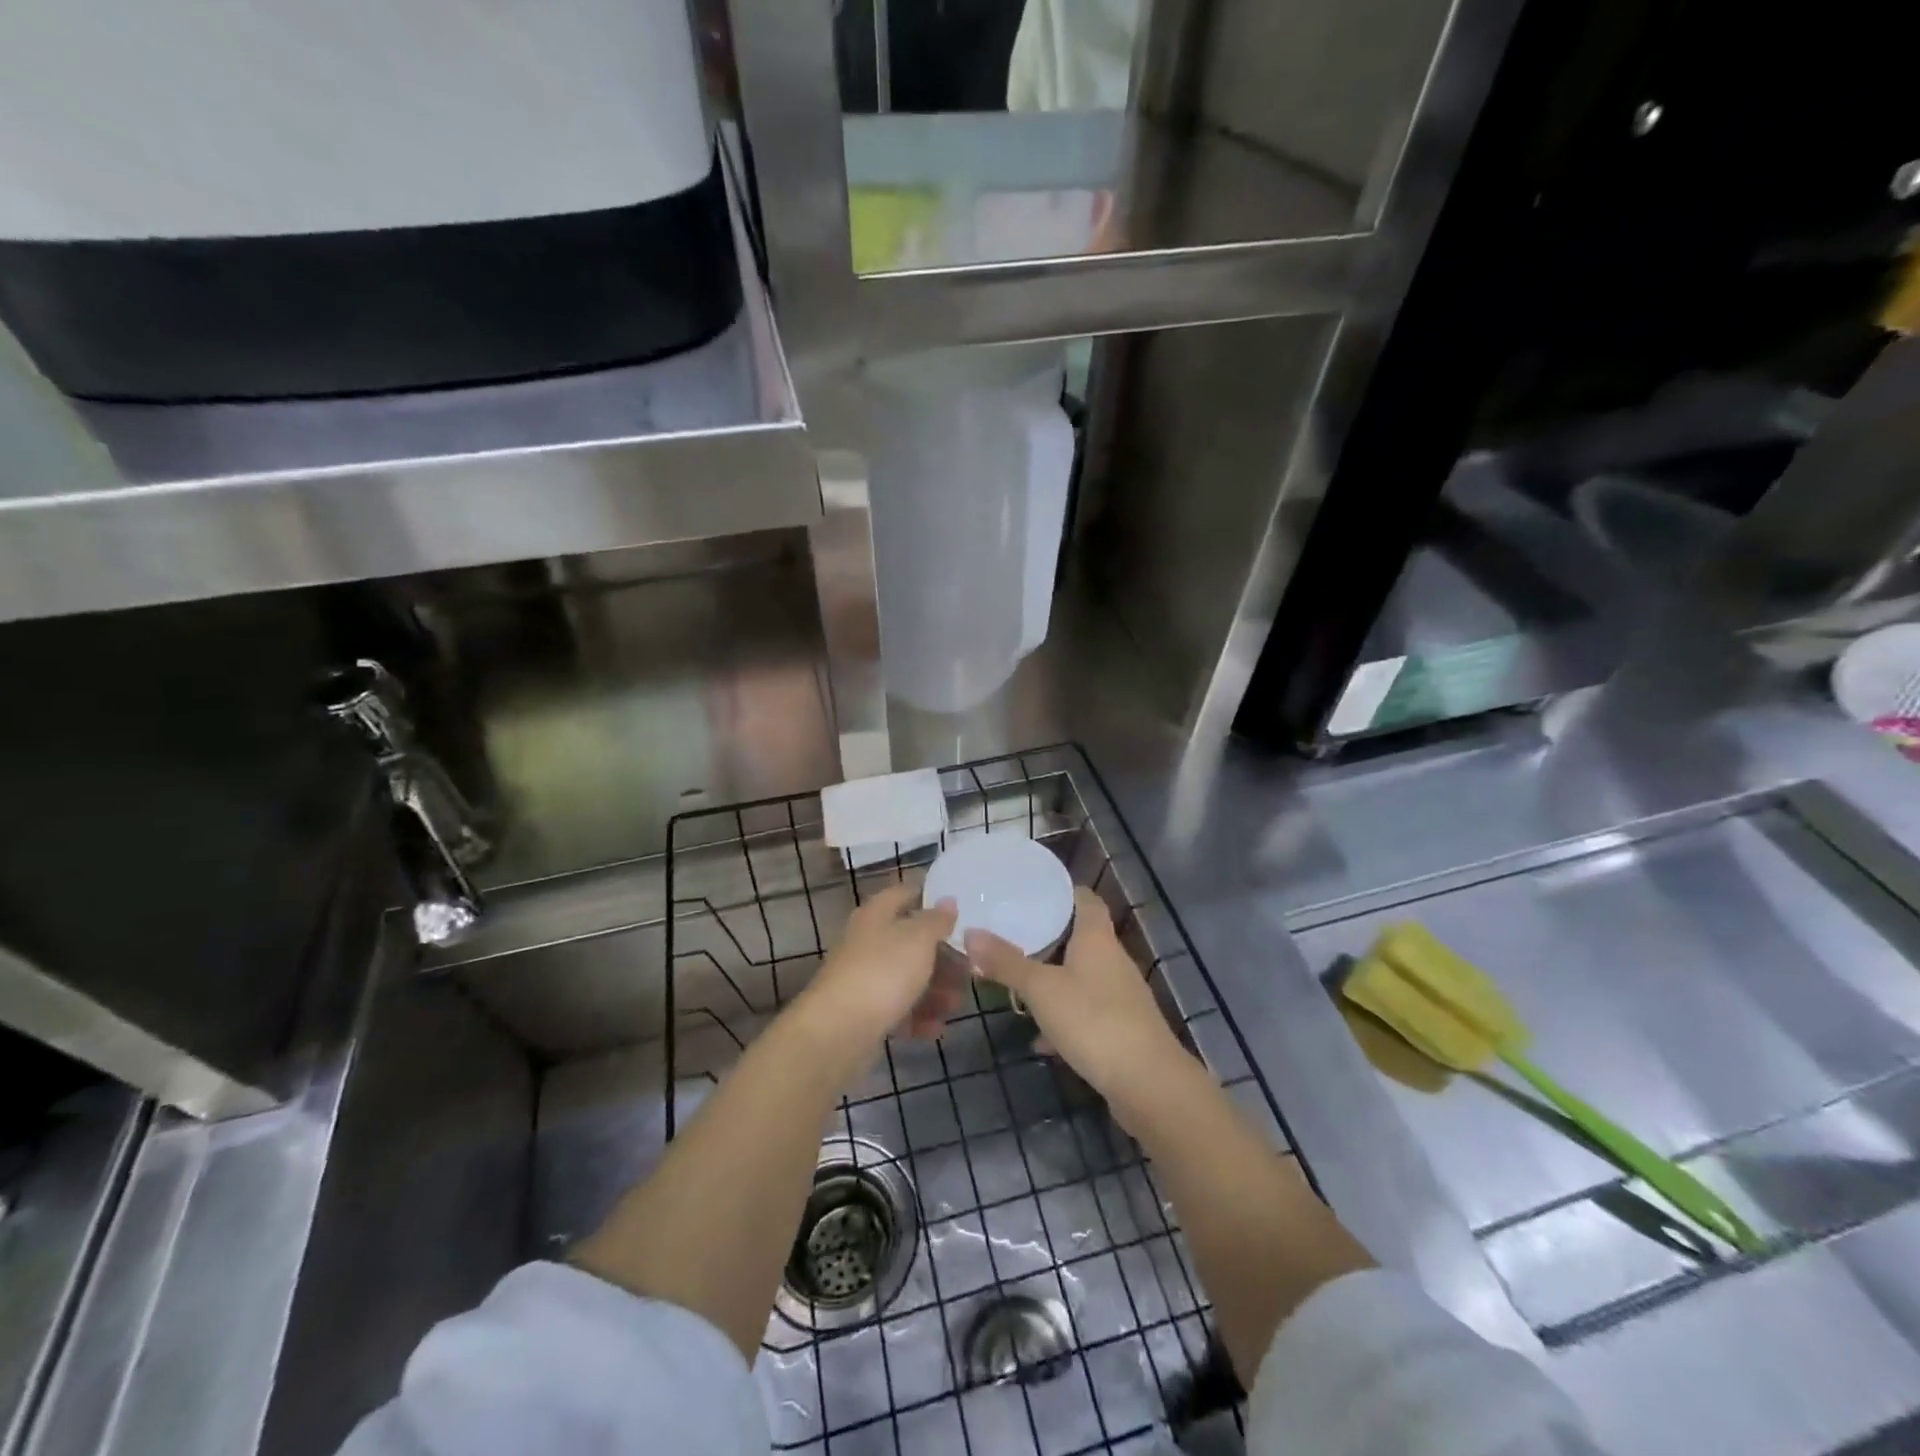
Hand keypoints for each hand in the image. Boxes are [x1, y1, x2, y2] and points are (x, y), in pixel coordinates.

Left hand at [799, 882, 959, 1051]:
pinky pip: (898, 1009)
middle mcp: (868, 942)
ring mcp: (865, 978)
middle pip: (910, 941)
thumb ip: (937, 919)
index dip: (929, 897)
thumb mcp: (918, 939)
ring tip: (957, 1004)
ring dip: (935, 990)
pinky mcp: (865, 1013)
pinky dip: (919, 1017)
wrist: (839, 1031)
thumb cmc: (883, 972)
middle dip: (942, 956)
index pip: (904, 893)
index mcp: (876, 915)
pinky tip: (937, 1028)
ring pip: (907, 977)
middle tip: (969, 969)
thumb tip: (947, 900)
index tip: (960, 909)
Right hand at [964, 887, 1187, 1102]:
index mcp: (1097, 938)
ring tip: (1018, 987)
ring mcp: (1120, 995)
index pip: (1084, 898)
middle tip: (1011, 938)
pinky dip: (1064, 1019)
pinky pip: (1086, 1012)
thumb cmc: (1093, 1021)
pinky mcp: (1122, 1028)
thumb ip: (1006, 962)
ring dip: (1053, 981)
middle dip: (1047, 938)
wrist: (1148, 1084)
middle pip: (1080, 937)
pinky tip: (1041, 1040)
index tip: (1030, 892)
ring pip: (1081, 977)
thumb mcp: (1041, 989)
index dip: (1061, 892)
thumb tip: (970, 932)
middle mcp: (1113, 960)